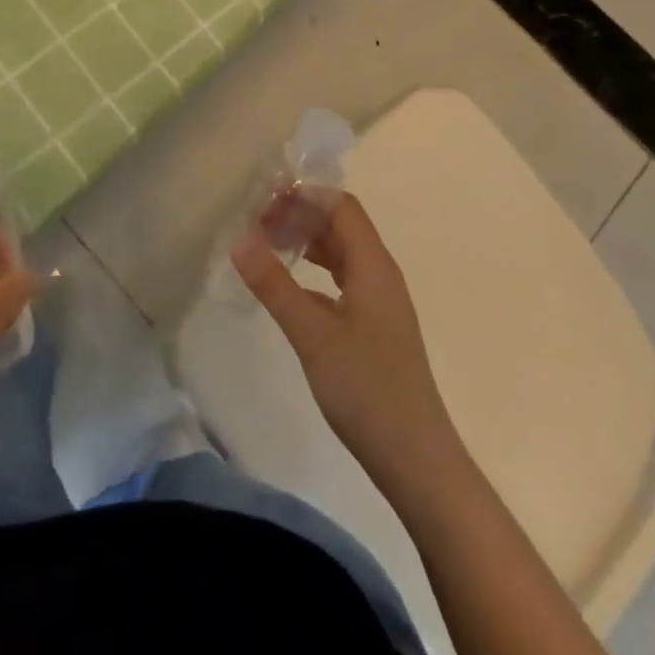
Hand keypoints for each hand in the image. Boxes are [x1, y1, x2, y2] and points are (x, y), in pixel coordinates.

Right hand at [231, 195, 463, 489]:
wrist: (415, 458)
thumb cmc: (366, 389)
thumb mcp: (312, 334)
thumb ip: (275, 285)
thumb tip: (239, 239)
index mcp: (373, 265)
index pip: (341, 206)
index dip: (305, 195)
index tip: (263, 198)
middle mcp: (380, 274)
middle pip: (340, 225)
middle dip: (300, 216)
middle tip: (254, 222)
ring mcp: (379, 302)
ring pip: (340, 253)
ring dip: (306, 243)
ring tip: (265, 246)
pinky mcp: (374, 327)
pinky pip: (341, 280)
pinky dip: (314, 272)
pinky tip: (288, 288)